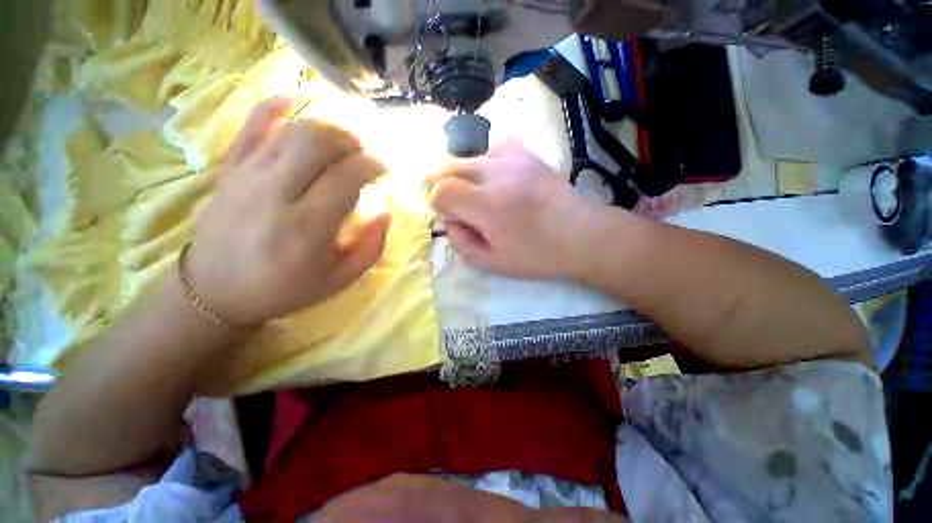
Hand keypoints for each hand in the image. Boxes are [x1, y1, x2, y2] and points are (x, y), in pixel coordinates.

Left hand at [187, 98, 390, 325]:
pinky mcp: (229, 169)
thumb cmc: (285, 288)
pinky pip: (250, 126)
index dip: (372, 166)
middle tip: (363, 155)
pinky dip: (273, 107)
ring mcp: (247, 177)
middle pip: (318, 144)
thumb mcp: (341, 279)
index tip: (383, 170)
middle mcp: (275, 194)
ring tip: (342, 143)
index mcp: (306, 228)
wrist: (214, 290)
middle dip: (351, 142)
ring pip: (291, 130)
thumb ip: (372, 246)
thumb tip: (385, 212)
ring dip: (326, 129)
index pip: (346, 177)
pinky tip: (293, 101)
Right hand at [428, 138, 605, 279]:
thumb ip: (462, 243)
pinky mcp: (527, 154)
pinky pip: (494, 142)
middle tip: (445, 198)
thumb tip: (449, 221)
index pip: (442, 190)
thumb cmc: (537, 255)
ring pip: (468, 152)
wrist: (581, 235)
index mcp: (488, 206)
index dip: (435, 201)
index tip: (444, 213)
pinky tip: (487, 171)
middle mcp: (496, 175)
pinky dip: (482, 155)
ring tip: (464, 186)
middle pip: (449, 166)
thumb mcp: (493, 263)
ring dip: (458, 169)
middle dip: (438, 182)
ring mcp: (513, 159)